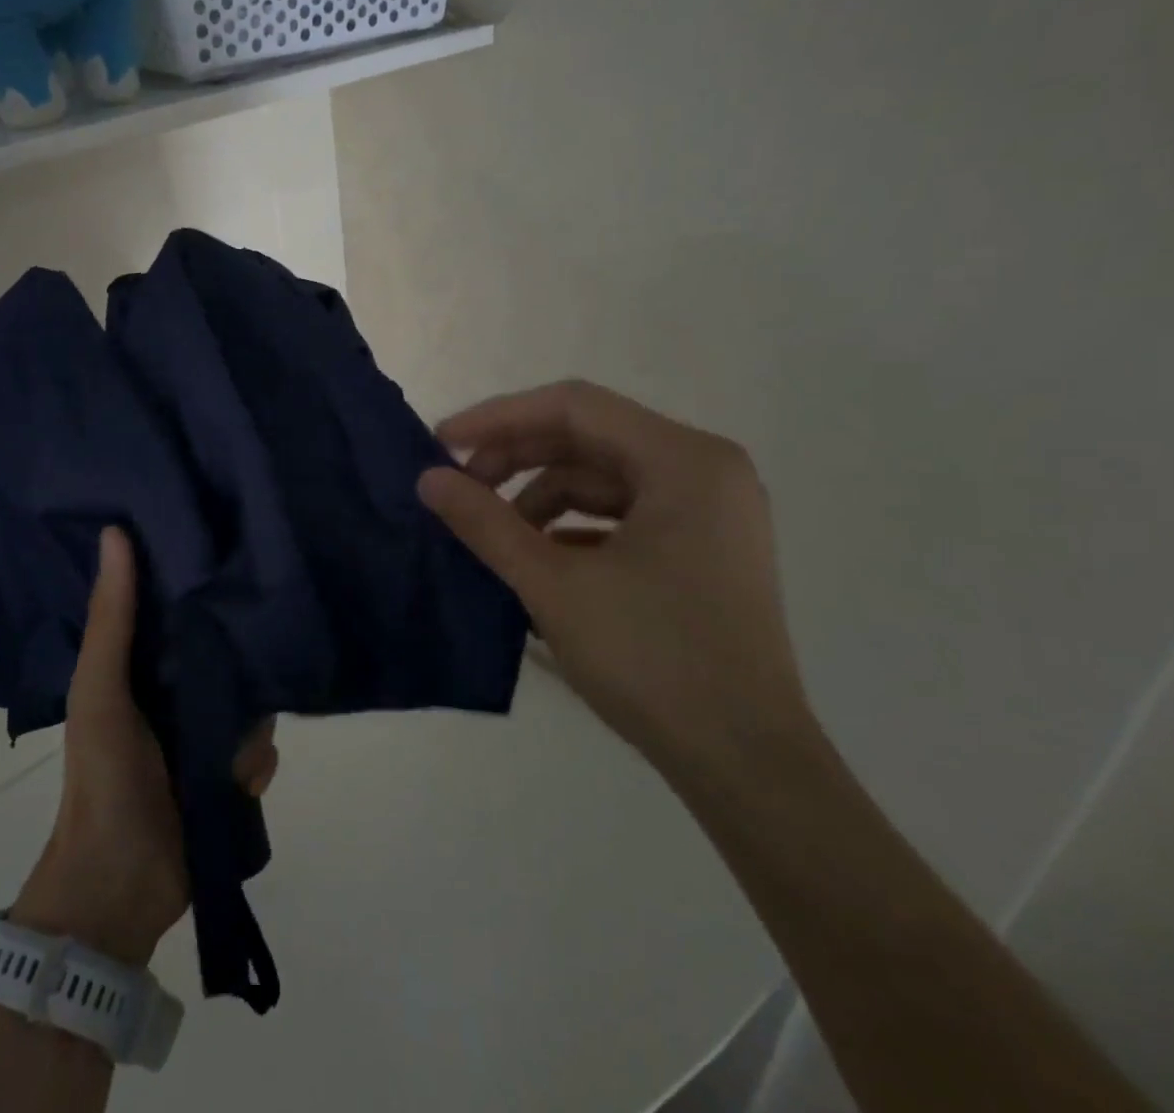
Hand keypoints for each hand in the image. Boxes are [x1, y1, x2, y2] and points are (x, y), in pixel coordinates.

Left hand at [11, 527, 278, 965]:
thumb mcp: (99, 690)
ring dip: (252, 716)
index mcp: (141, 664)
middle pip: (225, 650)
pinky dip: (255, 761)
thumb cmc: (103, 776)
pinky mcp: (230, 773)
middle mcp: (177, 691)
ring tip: (242, 729)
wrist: (117, 888)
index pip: (177, 604)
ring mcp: (206, 735)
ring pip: (252, 700)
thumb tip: (116, 531)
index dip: (198, 573)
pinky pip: (262, 749)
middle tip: (272, 625)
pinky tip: (240, 775)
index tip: (231, 539)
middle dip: (244, 646)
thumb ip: (113, 618)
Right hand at [417, 381, 814, 779]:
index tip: (441, 442)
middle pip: (589, 438)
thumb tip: (427, 480)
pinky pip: (623, 514)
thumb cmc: (653, 660)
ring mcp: (709, 511)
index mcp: (683, 460)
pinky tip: (537, 559)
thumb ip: (486, 523)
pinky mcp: (702, 548)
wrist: (745, 765)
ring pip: (603, 478)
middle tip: (459, 487)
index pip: (574, 407)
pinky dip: (573, 528)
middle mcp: (704, 470)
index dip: (499, 418)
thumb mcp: (554, 585)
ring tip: (495, 534)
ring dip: (540, 497)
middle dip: (517, 458)